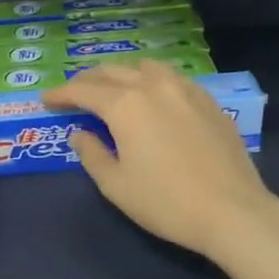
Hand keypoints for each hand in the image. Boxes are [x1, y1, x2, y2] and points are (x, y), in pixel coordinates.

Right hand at [44, 62, 278, 258]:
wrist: (232, 211)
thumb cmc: (165, 203)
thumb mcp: (116, 185)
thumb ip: (92, 154)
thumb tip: (80, 134)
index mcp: (125, 105)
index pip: (84, 90)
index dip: (61, 93)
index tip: (46, 100)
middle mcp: (154, 86)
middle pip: (113, 71)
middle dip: (89, 80)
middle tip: (74, 94)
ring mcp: (186, 90)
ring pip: (146, 67)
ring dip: (123, 74)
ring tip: (113, 89)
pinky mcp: (209, 102)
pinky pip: (173, 78)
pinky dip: (153, 80)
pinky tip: (154, 97)